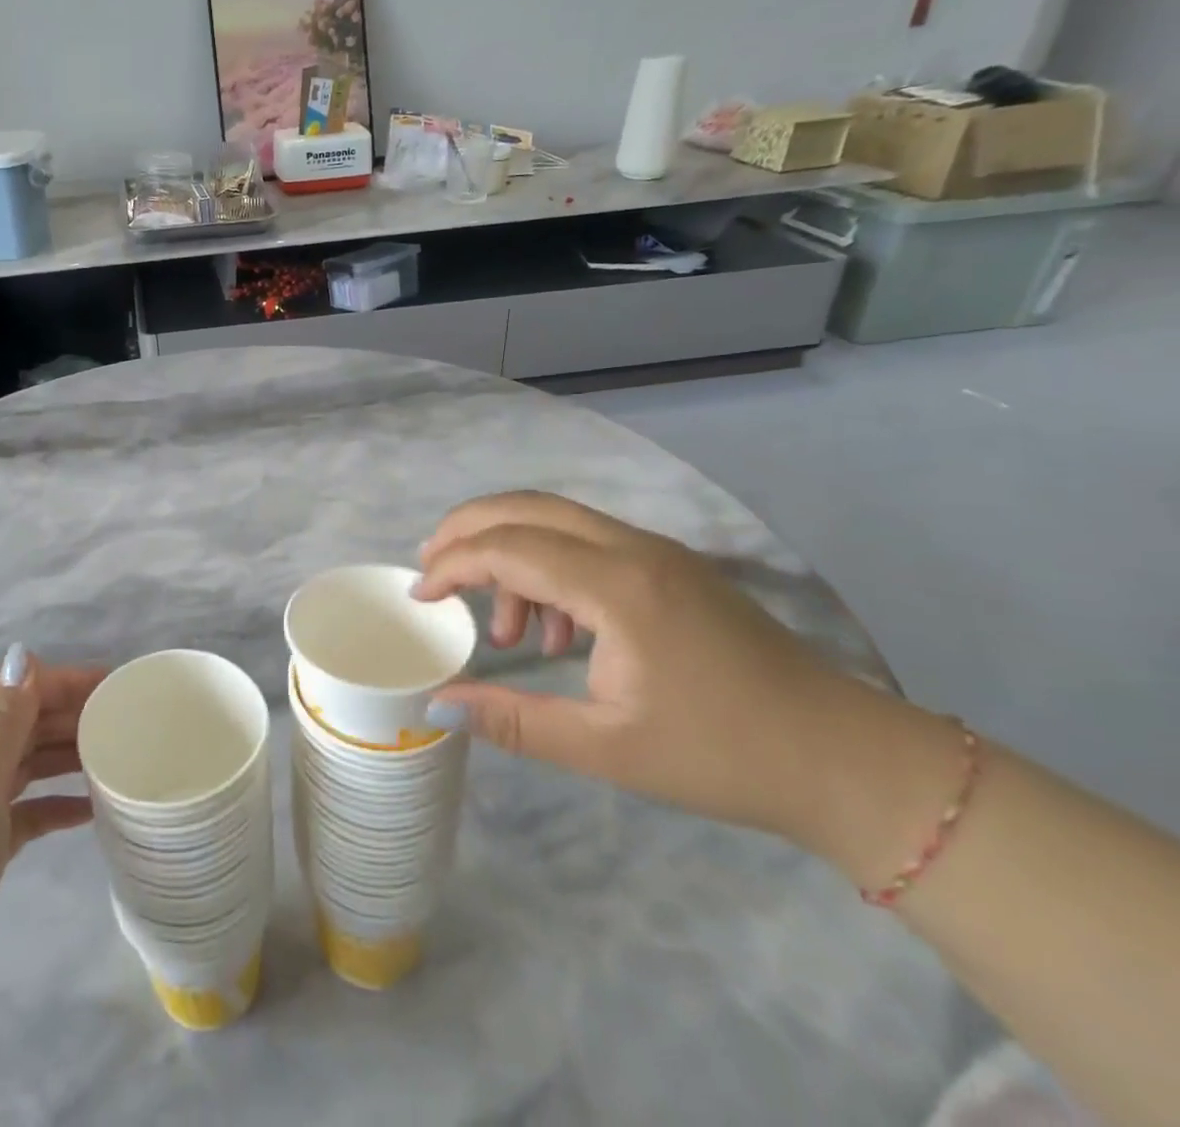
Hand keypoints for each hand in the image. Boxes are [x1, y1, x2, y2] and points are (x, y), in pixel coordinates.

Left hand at [0, 647, 101, 1035]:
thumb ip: (0, 724)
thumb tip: (23, 654)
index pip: (22, 690)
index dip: (66, 680)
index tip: (115, 684)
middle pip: (31, 723)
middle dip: (76, 712)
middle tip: (129, 721)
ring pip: (33, 763)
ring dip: (71, 753)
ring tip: (118, 757)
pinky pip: (32, 812)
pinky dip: (60, 804)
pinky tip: (91, 812)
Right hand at [416, 492, 907, 846]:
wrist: (847, 760)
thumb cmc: (723, 756)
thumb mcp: (606, 748)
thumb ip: (513, 720)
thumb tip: (435, 706)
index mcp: (617, 586)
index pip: (509, 546)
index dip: (453, 563)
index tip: (420, 596)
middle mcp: (633, 549)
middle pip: (527, 507)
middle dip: (468, 529)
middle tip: (431, 569)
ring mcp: (657, 552)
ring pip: (556, 520)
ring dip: (511, 554)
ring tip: (506, 631)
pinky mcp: (670, 567)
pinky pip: (588, 543)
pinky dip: (550, 568)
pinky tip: (557, 633)